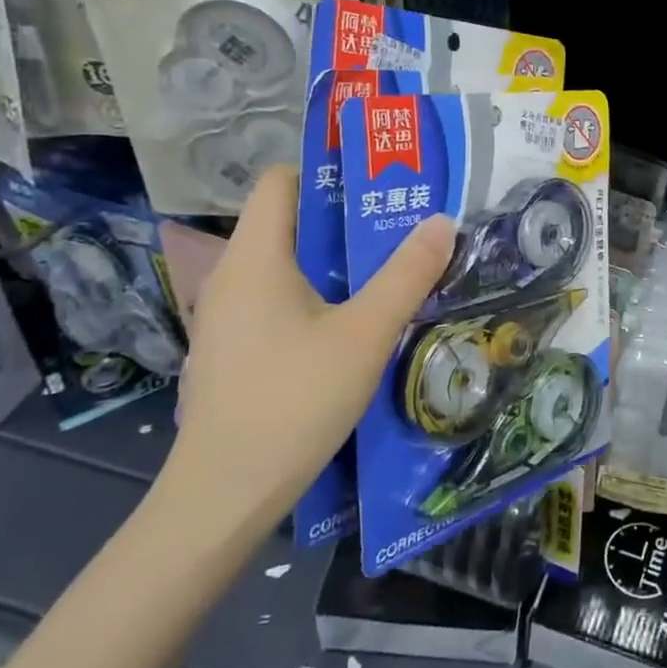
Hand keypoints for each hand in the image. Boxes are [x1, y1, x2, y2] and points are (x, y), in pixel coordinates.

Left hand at [163, 164, 453, 529]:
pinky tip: (352, 326)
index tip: (379, 184)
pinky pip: (277, 302)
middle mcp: (231, 277)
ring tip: (387, 272)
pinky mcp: (232, 352)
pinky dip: (315, 298)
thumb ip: (406, 274)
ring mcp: (227, 318)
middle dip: (345, 220)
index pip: (280, 181)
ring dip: (335, 263)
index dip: (327, 172)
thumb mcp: (365, 334)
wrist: (224, 496)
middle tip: (401, 227)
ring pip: (286, 267)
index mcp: (255, 256)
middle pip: (288, 223)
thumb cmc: (293, 400)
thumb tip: (442, 221)